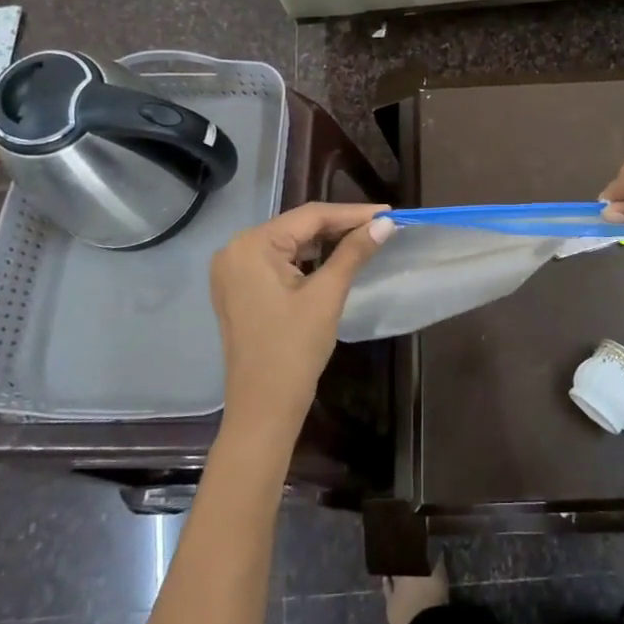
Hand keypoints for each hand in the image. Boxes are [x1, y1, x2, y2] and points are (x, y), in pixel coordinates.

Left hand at [209, 202, 393, 442]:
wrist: (263, 410)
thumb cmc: (294, 350)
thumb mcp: (326, 296)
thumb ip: (353, 253)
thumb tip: (385, 224)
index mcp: (251, 246)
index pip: (310, 216)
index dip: (352, 213)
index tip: (389, 212)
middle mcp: (235, 250)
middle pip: (298, 227)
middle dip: (340, 226)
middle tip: (381, 225)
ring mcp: (233, 270)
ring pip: (289, 243)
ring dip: (325, 241)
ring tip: (365, 238)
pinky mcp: (239, 288)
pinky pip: (278, 261)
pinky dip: (307, 258)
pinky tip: (335, 257)